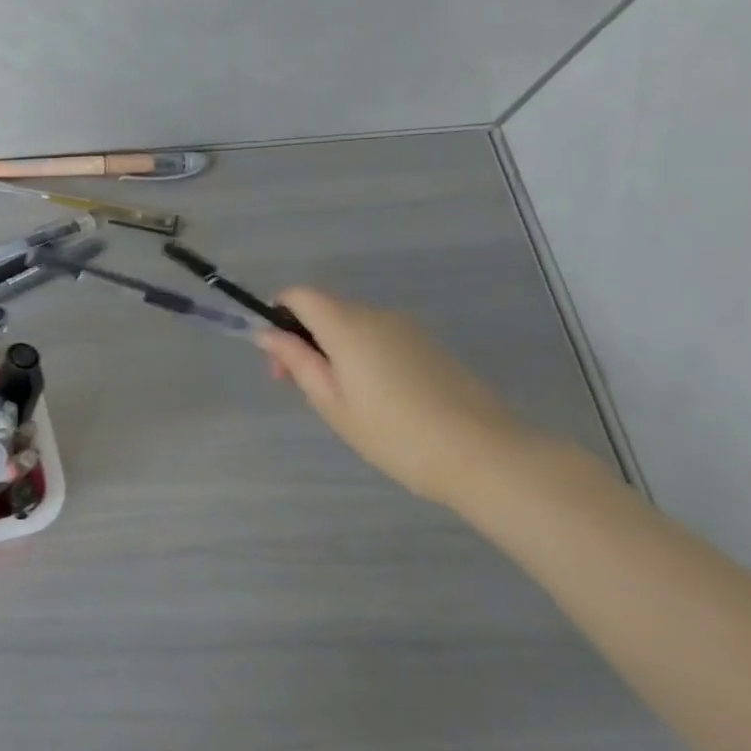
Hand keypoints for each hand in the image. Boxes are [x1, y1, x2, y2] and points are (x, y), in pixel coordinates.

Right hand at [253, 287, 539, 506]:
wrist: (483, 455)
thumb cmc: (394, 433)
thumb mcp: (331, 402)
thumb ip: (296, 361)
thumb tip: (266, 333)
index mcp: (346, 325)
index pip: (299, 295)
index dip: (279, 314)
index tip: (279, 356)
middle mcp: (376, 315)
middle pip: (326, 308)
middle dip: (304, 337)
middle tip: (301, 386)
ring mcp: (408, 328)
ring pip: (354, 324)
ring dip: (335, 347)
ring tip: (344, 399)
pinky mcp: (430, 345)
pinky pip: (381, 337)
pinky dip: (364, 354)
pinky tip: (378, 397)